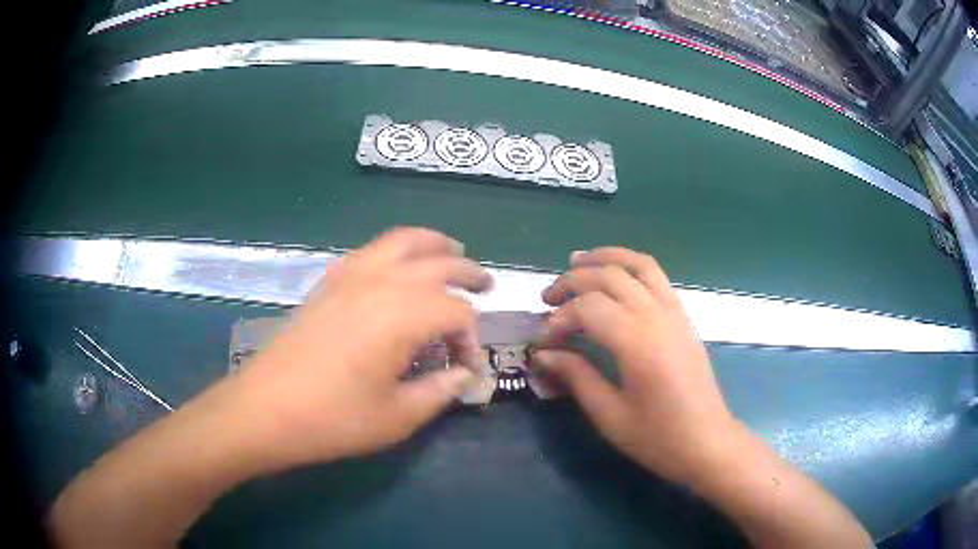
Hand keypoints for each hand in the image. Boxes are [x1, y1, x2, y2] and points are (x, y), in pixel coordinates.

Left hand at [234, 228, 492, 468]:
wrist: (265, 409)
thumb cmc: (333, 419)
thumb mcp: (397, 416)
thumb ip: (439, 391)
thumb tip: (463, 376)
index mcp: (402, 315)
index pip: (456, 314)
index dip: (471, 340)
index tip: (467, 370)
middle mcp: (380, 283)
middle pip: (437, 264)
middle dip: (467, 274)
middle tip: (487, 286)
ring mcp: (349, 277)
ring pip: (402, 242)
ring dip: (434, 245)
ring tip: (453, 253)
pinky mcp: (327, 283)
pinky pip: (371, 251)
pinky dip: (396, 250)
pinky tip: (398, 267)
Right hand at [534, 247, 739, 486]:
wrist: (707, 442)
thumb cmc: (657, 437)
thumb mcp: (609, 415)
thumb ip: (576, 376)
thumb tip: (544, 354)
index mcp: (637, 343)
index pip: (588, 308)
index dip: (559, 319)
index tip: (543, 341)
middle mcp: (656, 316)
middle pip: (608, 277)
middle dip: (571, 282)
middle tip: (547, 299)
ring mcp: (674, 312)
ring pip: (637, 265)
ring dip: (604, 258)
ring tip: (576, 261)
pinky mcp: (682, 317)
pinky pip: (657, 276)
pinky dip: (631, 265)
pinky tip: (615, 275)